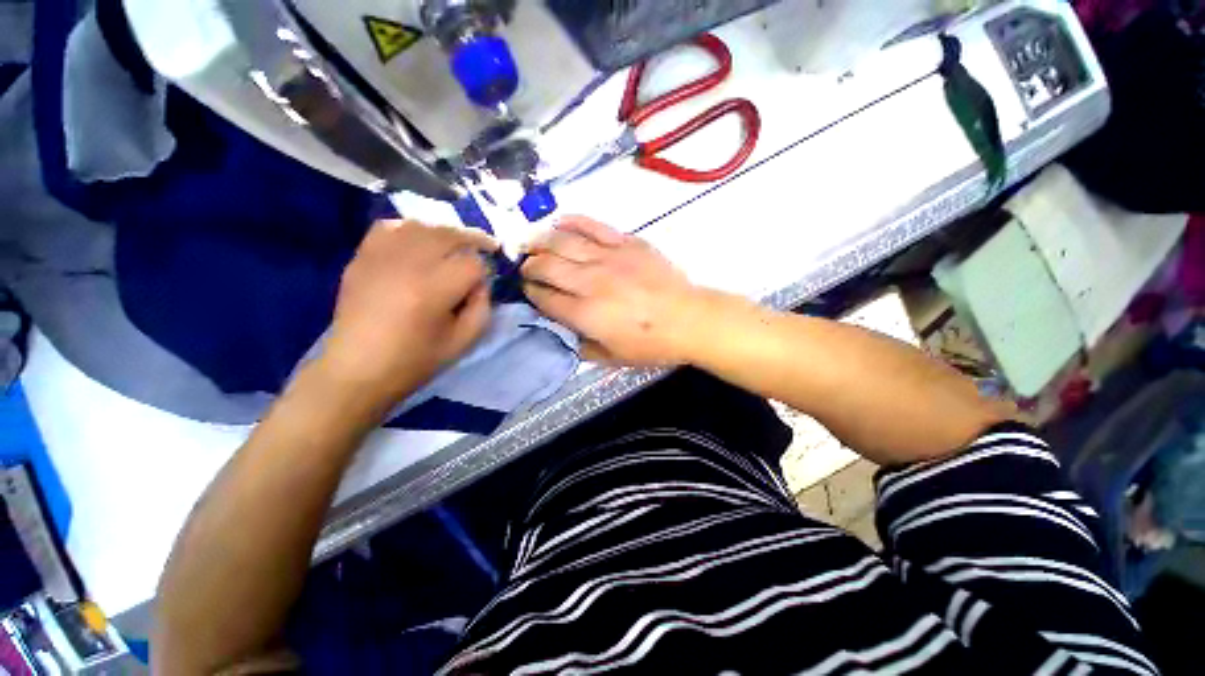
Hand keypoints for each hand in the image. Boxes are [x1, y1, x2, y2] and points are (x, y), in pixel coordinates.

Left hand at [320, 220, 497, 405]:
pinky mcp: (362, 257)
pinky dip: (410, 229)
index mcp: (433, 290)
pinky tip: (418, 242)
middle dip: (474, 239)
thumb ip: (482, 308)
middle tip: (488, 246)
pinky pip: (389, 227)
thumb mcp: (463, 342)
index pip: (472, 264)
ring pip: (422, 226)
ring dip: (446, 233)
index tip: (484, 284)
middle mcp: (407, 264)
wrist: (357, 370)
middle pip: (449, 235)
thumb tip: (481, 283)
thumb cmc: (415, 361)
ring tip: (456, 244)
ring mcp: (380, 257)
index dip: (485, 272)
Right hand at [521, 216, 704, 366]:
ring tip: (529, 242)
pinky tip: (558, 221)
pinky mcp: (626, 242)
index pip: (545, 298)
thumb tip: (568, 333)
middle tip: (524, 267)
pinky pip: (593, 226)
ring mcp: (608, 258)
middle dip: (528, 266)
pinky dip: (572, 221)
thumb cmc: (652, 344)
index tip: (527, 291)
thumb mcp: (613, 358)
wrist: (689, 319)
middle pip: (547, 266)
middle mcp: (590, 282)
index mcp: (585, 314)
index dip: (530, 294)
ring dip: (539, 240)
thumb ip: (584, 348)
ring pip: (563, 242)